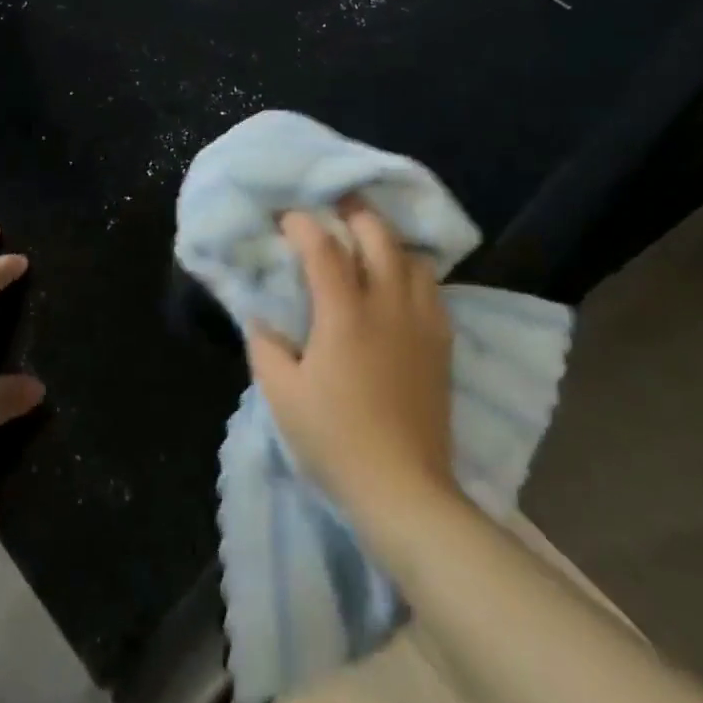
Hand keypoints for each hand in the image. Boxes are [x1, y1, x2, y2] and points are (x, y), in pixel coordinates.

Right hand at [247, 204, 456, 526]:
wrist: (404, 490)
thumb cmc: (335, 440)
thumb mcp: (282, 395)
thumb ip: (265, 345)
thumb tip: (261, 316)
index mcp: (344, 315)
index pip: (324, 248)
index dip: (302, 224)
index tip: (287, 218)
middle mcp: (388, 305)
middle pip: (378, 235)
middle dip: (353, 213)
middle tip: (332, 211)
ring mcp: (421, 322)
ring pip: (412, 257)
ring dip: (387, 241)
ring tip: (366, 245)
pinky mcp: (442, 343)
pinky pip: (431, 288)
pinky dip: (411, 272)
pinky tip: (396, 285)